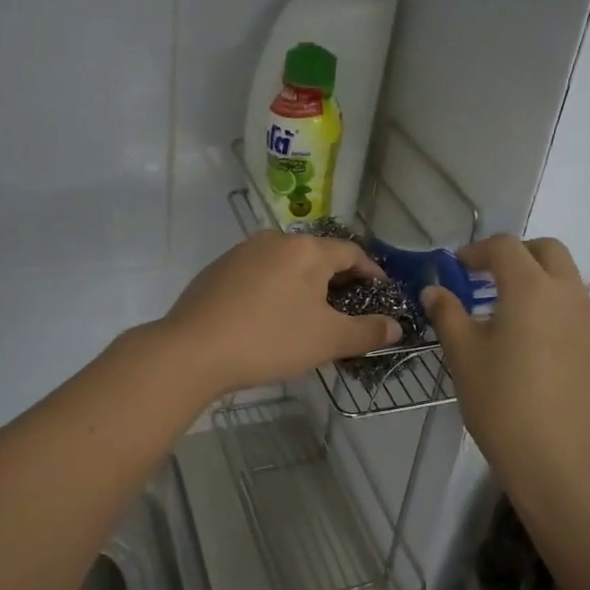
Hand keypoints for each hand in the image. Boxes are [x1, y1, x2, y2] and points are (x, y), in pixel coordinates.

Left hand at [157, 231, 402, 398]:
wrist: (192, 350)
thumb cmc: (270, 339)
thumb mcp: (327, 340)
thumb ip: (367, 332)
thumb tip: (396, 326)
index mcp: (307, 250)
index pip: (351, 252)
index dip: (371, 273)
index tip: (381, 294)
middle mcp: (275, 240)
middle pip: (318, 255)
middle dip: (337, 281)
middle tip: (348, 311)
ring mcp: (242, 251)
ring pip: (286, 264)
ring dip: (304, 285)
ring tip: (310, 315)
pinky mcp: (218, 269)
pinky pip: (260, 273)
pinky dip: (276, 289)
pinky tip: (271, 316)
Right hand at [422, 236, 589, 504]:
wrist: (563, 466)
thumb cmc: (503, 404)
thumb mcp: (464, 356)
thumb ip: (448, 314)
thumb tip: (435, 290)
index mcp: (532, 289)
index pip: (505, 247)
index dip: (477, 251)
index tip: (457, 269)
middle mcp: (570, 296)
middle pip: (548, 252)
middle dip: (517, 256)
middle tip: (488, 280)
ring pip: (568, 285)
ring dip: (539, 286)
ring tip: (509, 321)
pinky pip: (580, 318)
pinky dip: (556, 317)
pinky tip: (538, 355)